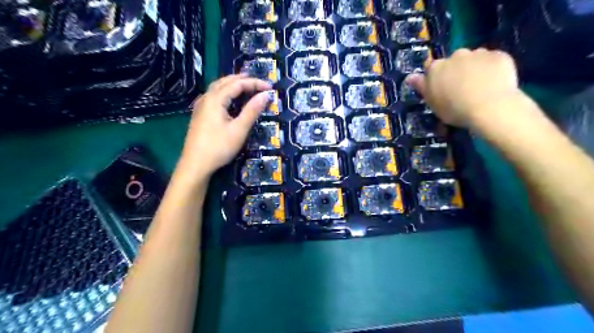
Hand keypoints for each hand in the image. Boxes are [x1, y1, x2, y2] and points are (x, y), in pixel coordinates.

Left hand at [177, 74, 271, 179]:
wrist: (195, 164)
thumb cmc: (219, 147)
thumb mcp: (239, 129)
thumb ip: (252, 111)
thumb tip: (265, 95)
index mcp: (216, 99)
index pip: (237, 84)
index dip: (254, 83)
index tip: (270, 88)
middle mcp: (206, 98)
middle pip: (225, 82)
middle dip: (243, 80)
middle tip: (259, 82)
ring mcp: (201, 106)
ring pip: (217, 88)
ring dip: (232, 83)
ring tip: (245, 85)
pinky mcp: (199, 115)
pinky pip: (213, 96)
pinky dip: (224, 91)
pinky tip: (228, 98)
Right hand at [409, 47, 520, 126]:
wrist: (489, 107)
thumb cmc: (454, 109)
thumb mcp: (432, 102)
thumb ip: (421, 87)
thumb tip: (410, 77)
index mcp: (436, 68)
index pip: (432, 68)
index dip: (437, 78)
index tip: (442, 89)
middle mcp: (455, 55)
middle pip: (454, 61)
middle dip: (457, 70)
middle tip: (462, 89)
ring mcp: (479, 53)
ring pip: (474, 59)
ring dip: (475, 68)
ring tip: (481, 86)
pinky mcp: (499, 55)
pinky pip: (493, 60)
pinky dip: (492, 68)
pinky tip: (495, 83)